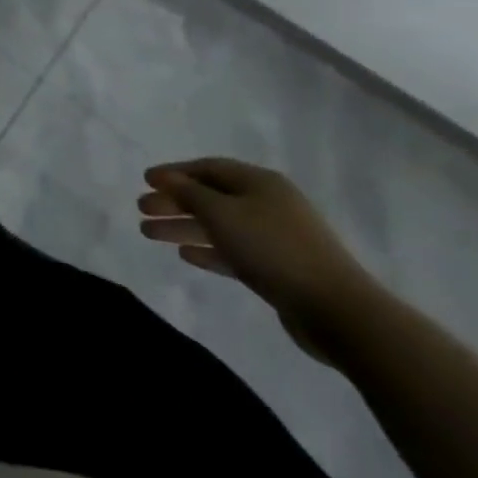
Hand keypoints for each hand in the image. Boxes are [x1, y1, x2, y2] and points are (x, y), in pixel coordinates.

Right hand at [138, 157, 381, 363]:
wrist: (336, 309)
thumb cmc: (272, 248)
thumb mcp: (222, 213)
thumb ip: (189, 193)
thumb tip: (168, 178)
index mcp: (260, 182)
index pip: (208, 168)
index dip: (174, 172)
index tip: (145, 181)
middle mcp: (268, 204)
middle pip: (211, 196)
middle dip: (174, 202)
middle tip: (141, 210)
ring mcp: (275, 236)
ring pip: (219, 225)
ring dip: (184, 227)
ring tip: (149, 233)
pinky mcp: (278, 267)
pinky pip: (234, 251)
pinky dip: (208, 250)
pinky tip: (185, 255)